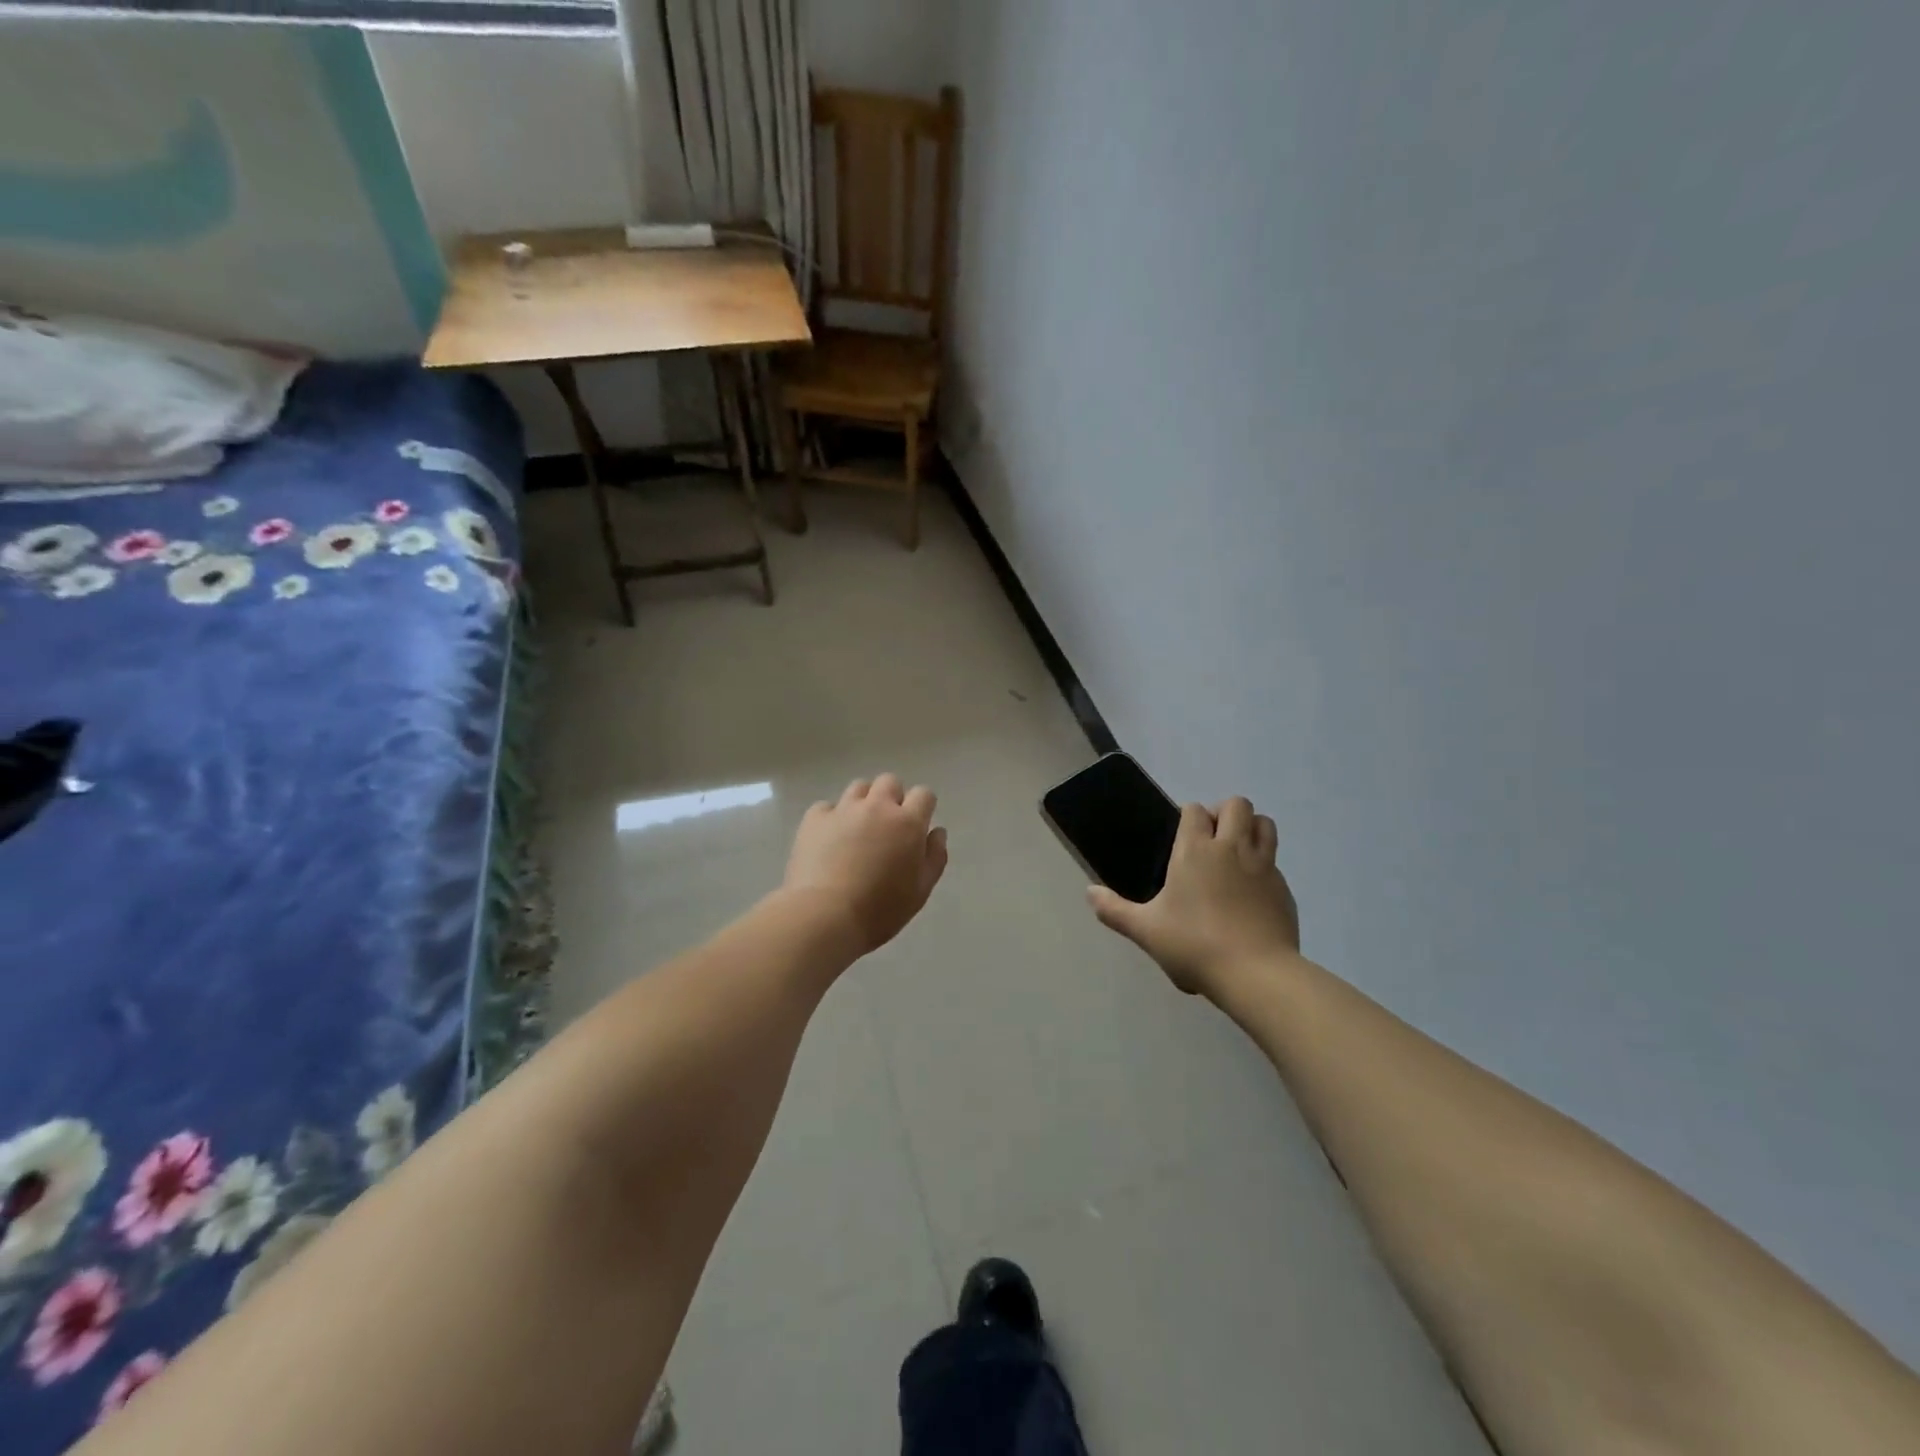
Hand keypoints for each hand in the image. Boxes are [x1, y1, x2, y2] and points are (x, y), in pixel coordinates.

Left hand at [783, 774, 948, 955]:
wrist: (824, 916)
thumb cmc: (880, 909)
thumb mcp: (920, 891)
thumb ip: (934, 857)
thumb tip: (936, 831)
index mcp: (908, 823)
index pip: (924, 794)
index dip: (922, 807)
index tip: (916, 826)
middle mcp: (877, 806)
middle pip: (889, 782)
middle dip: (892, 798)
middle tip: (887, 827)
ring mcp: (843, 809)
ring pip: (859, 787)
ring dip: (863, 802)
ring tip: (857, 829)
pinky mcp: (814, 818)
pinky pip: (827, 806)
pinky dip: (831, 818)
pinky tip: (828, 840)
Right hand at [1088, 798, 1299, 996]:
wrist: (1255, 973)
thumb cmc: (1194, 945)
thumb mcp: (1146, 930)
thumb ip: (1115, 910)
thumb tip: (1090, 893)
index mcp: (1195, 850)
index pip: (1194, 810)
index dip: (1188, 817)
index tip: (1182, 836)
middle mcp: (1231, 848)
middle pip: (1236, 805)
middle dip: (1224, 813)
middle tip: (1211, 840)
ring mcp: (1263, 866)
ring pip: (1264, 824)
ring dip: (1251, 828)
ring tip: (1236, 854)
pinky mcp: (1283, 889)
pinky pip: (1274, 862)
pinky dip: (1263, 866)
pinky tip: (1250, 893)